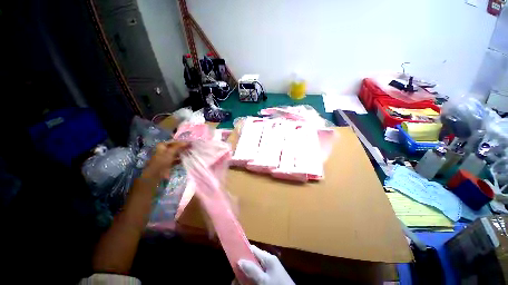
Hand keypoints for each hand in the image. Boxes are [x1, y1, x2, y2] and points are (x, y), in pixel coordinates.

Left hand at [143, 141, 188, 179]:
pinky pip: (177, 159)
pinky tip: (187, 159)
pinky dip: (181, 159)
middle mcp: (164, 150)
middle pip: (176, 147)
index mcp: (163, 145)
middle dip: (183, 148)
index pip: (174, 142)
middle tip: (191, 148)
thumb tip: (189, 142)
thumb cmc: (162, 160)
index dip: (182, 142)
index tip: (190, 143)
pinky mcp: (170, 163)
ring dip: (183, 153)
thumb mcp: (171, 151)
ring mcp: (167, 157)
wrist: (157, 173)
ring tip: (190, 153)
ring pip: (177, 153)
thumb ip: (179, 146)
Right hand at [238, 245, 294, 284]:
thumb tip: (239, 260)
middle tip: (234, 276)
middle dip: (243, 267)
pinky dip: (252, 278)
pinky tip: (246, 284)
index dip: (243, 251)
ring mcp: (270, 268)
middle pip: (253, 260)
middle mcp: (268, 260)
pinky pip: (259, 274)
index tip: (233, 258)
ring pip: (255, 268)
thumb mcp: (263, 280)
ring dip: (246, 274)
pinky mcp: (271, 276)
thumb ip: (252, 270)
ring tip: (237, 282)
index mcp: (268, 257)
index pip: (253, 249)